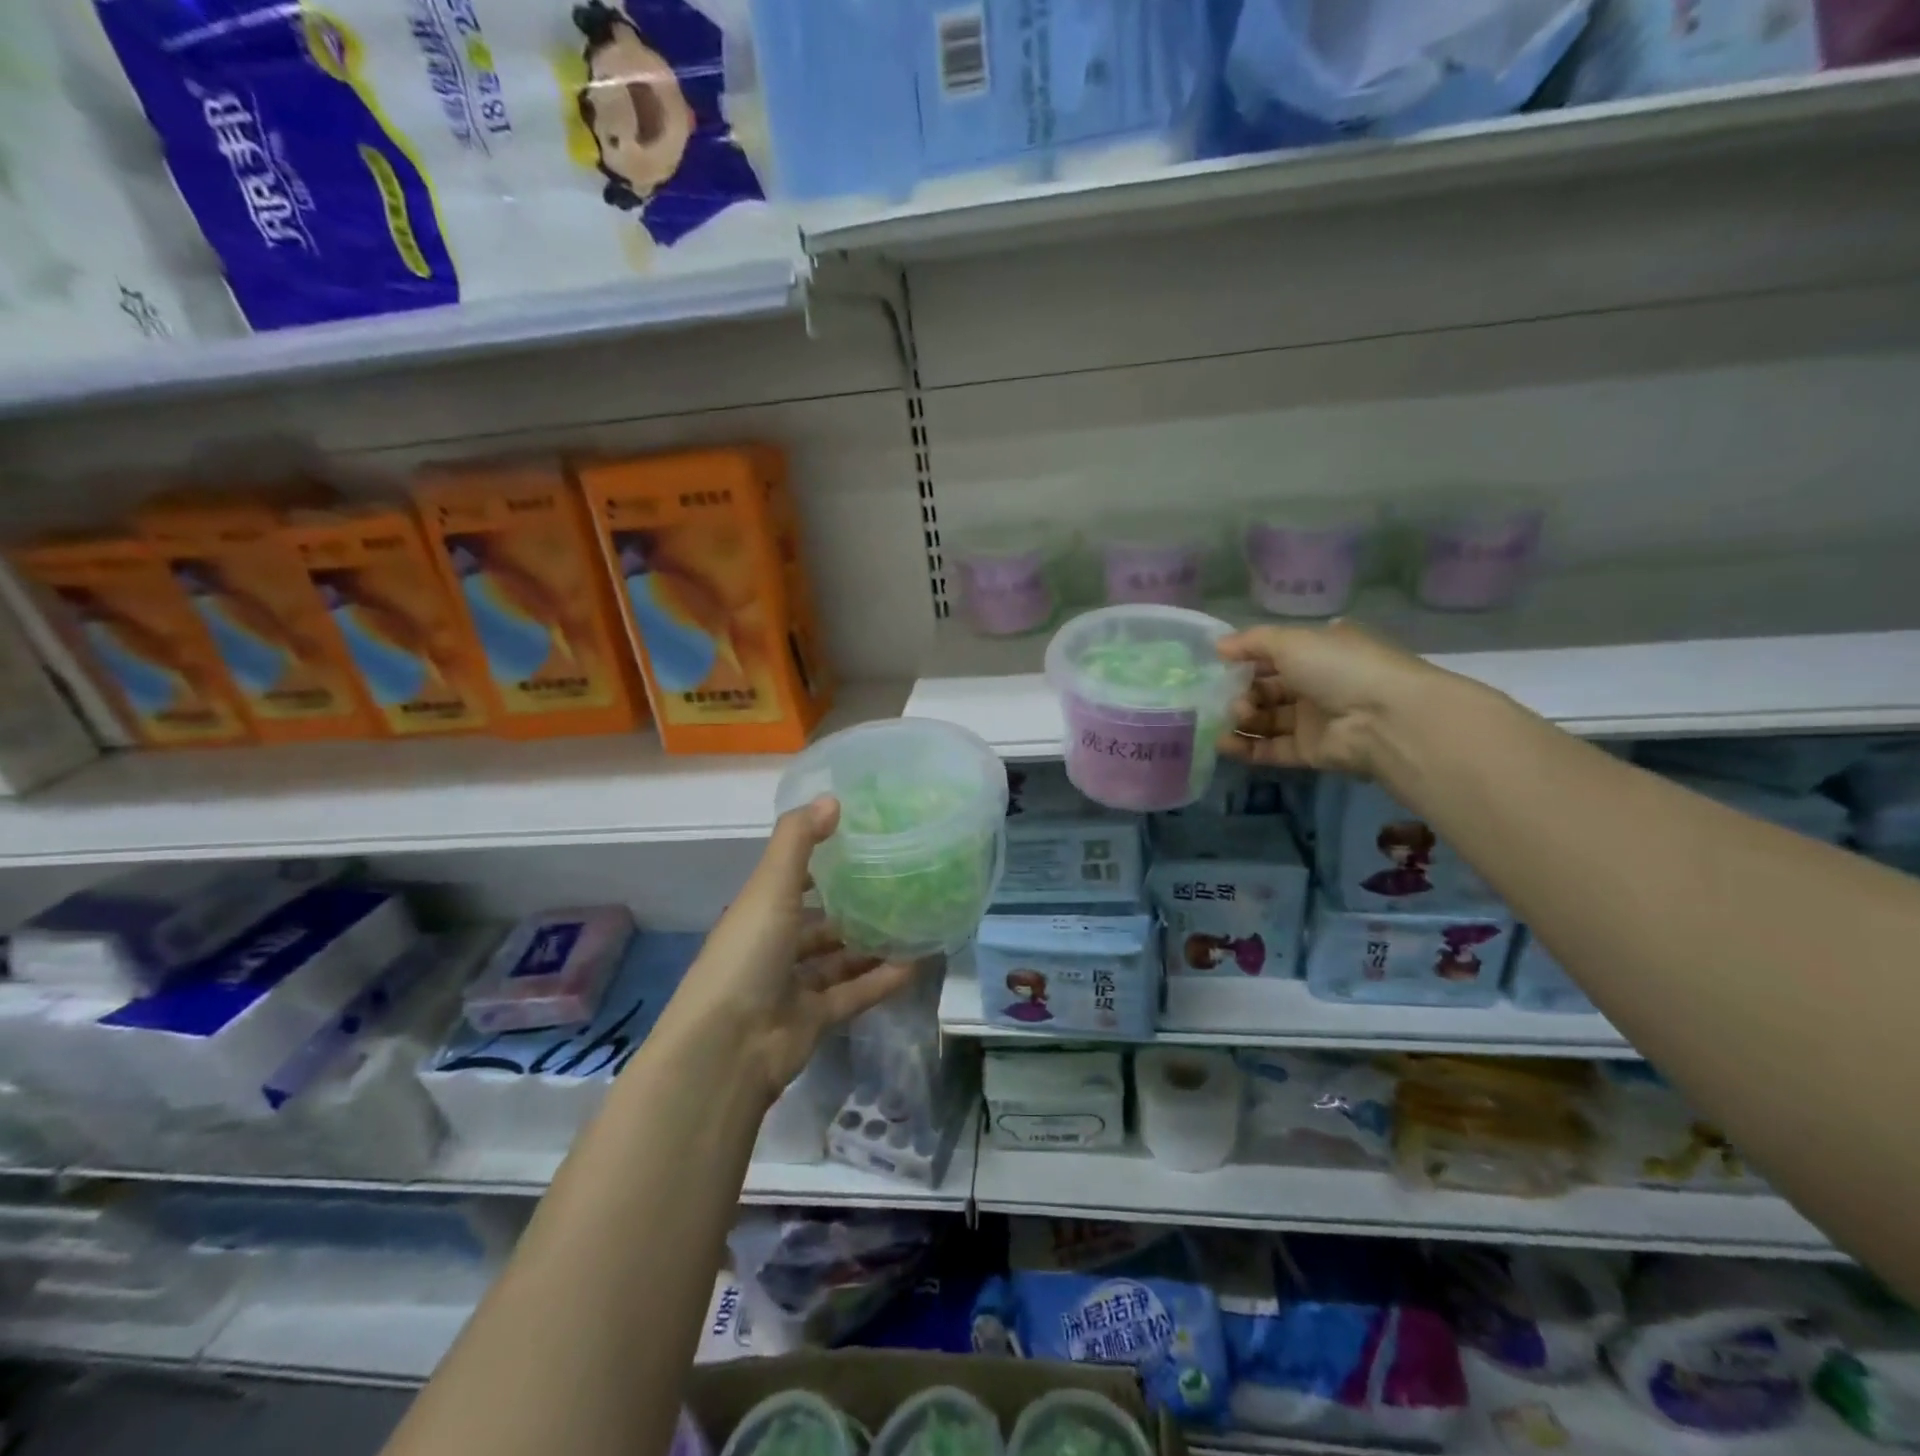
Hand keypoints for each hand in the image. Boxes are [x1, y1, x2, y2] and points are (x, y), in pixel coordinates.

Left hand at [663, 797, 913, 1102]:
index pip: (793, 879)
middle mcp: (775, 946)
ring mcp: (794, 986)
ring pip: (840, 958)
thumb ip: (798, 841)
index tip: (862, 841)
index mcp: (760, 912)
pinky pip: (855, 993)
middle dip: (853, 905)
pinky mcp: (815, 1019)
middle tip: (900, 883)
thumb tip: (832, 798)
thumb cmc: (746, 955)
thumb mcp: (769, 888)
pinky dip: (882, 980)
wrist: (728, 1048)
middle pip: (819, 921)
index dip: (821, 861)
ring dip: (871, 942)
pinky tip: (918, 962)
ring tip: (914, 920)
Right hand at [1215, 620, 1444, 778]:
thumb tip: (1218, 646)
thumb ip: (1251, 642)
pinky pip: (1270, 749)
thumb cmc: (1338, 668)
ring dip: (1241, 718)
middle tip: (1227, 697)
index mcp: (1319, 651)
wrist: (1383, 719)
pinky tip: (1223, 744)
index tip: (1217, 665)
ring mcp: (1313, 720)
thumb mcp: (1292, 641)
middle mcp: (1316, 684)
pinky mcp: (1309, 751)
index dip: (1244, 659)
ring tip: (1231, 717)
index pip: (1273, 654)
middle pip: (1266, 689)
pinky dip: (1246, 748)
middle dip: (1240, 692)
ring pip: (1266, 720)